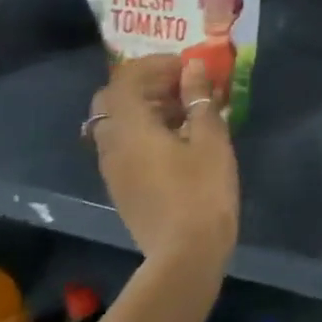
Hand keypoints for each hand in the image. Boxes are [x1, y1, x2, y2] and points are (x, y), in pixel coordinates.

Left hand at [89, 54, 237, 269]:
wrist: (186, 256)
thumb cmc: (202, 191)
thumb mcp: (210, 139)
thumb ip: (199, 99)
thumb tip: (193, 68)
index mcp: (130, 128)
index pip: (126, 79)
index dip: (154, 65)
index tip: (186, 67)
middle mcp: (111, 145)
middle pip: (112, 100)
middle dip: (144, 85)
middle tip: (180, 87)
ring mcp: (112, 169)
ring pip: (116, 124)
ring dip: (144, 109)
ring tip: (184, 113)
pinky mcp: (121, 188)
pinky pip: (123, 146)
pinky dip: (142, 132)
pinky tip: (177, 142)